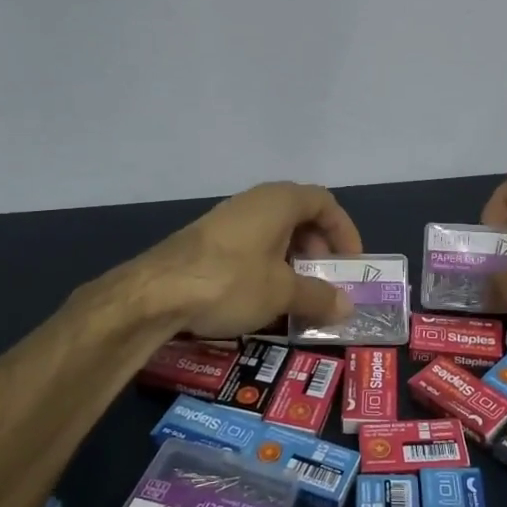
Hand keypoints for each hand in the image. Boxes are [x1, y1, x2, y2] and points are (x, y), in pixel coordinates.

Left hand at [140, 182, 362, 339]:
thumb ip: (318, 296)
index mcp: (279, 201)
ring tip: (296, 294)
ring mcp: (227, 219)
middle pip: (299, 216)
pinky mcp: (206, 241)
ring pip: (273, 233)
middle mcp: (254, 201)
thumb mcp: (282, 293)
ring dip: (291, 260)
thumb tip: (347, 306)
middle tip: (324, 280)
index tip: (350, 263)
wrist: (156, 292)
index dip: (344, 230)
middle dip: (318, 248)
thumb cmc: (232, 281)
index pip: (324, 203)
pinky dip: (266, 266)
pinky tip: (261, 298)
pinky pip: (250, 246)